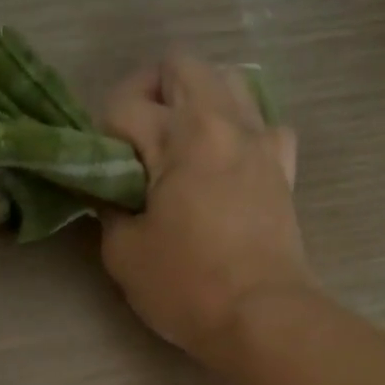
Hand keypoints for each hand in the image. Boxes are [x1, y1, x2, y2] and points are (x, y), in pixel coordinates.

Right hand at [99, 50, 313, 365]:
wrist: (262, 318)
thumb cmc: (188, 287)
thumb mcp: (123, 253)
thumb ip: (108, 208)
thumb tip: (112, 193)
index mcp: (182, 135)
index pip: (124, 106)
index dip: (100, 137)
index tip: (100, 175)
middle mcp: (226, 122)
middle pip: (180, 66)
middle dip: (146, 93)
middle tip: (134, 143)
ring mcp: (262, 141)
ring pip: (228, 81)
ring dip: (196, 100)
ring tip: (179, 145)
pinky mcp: (284, 168)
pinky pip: (264, 123)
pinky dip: (240, 129)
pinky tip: (226, 160)